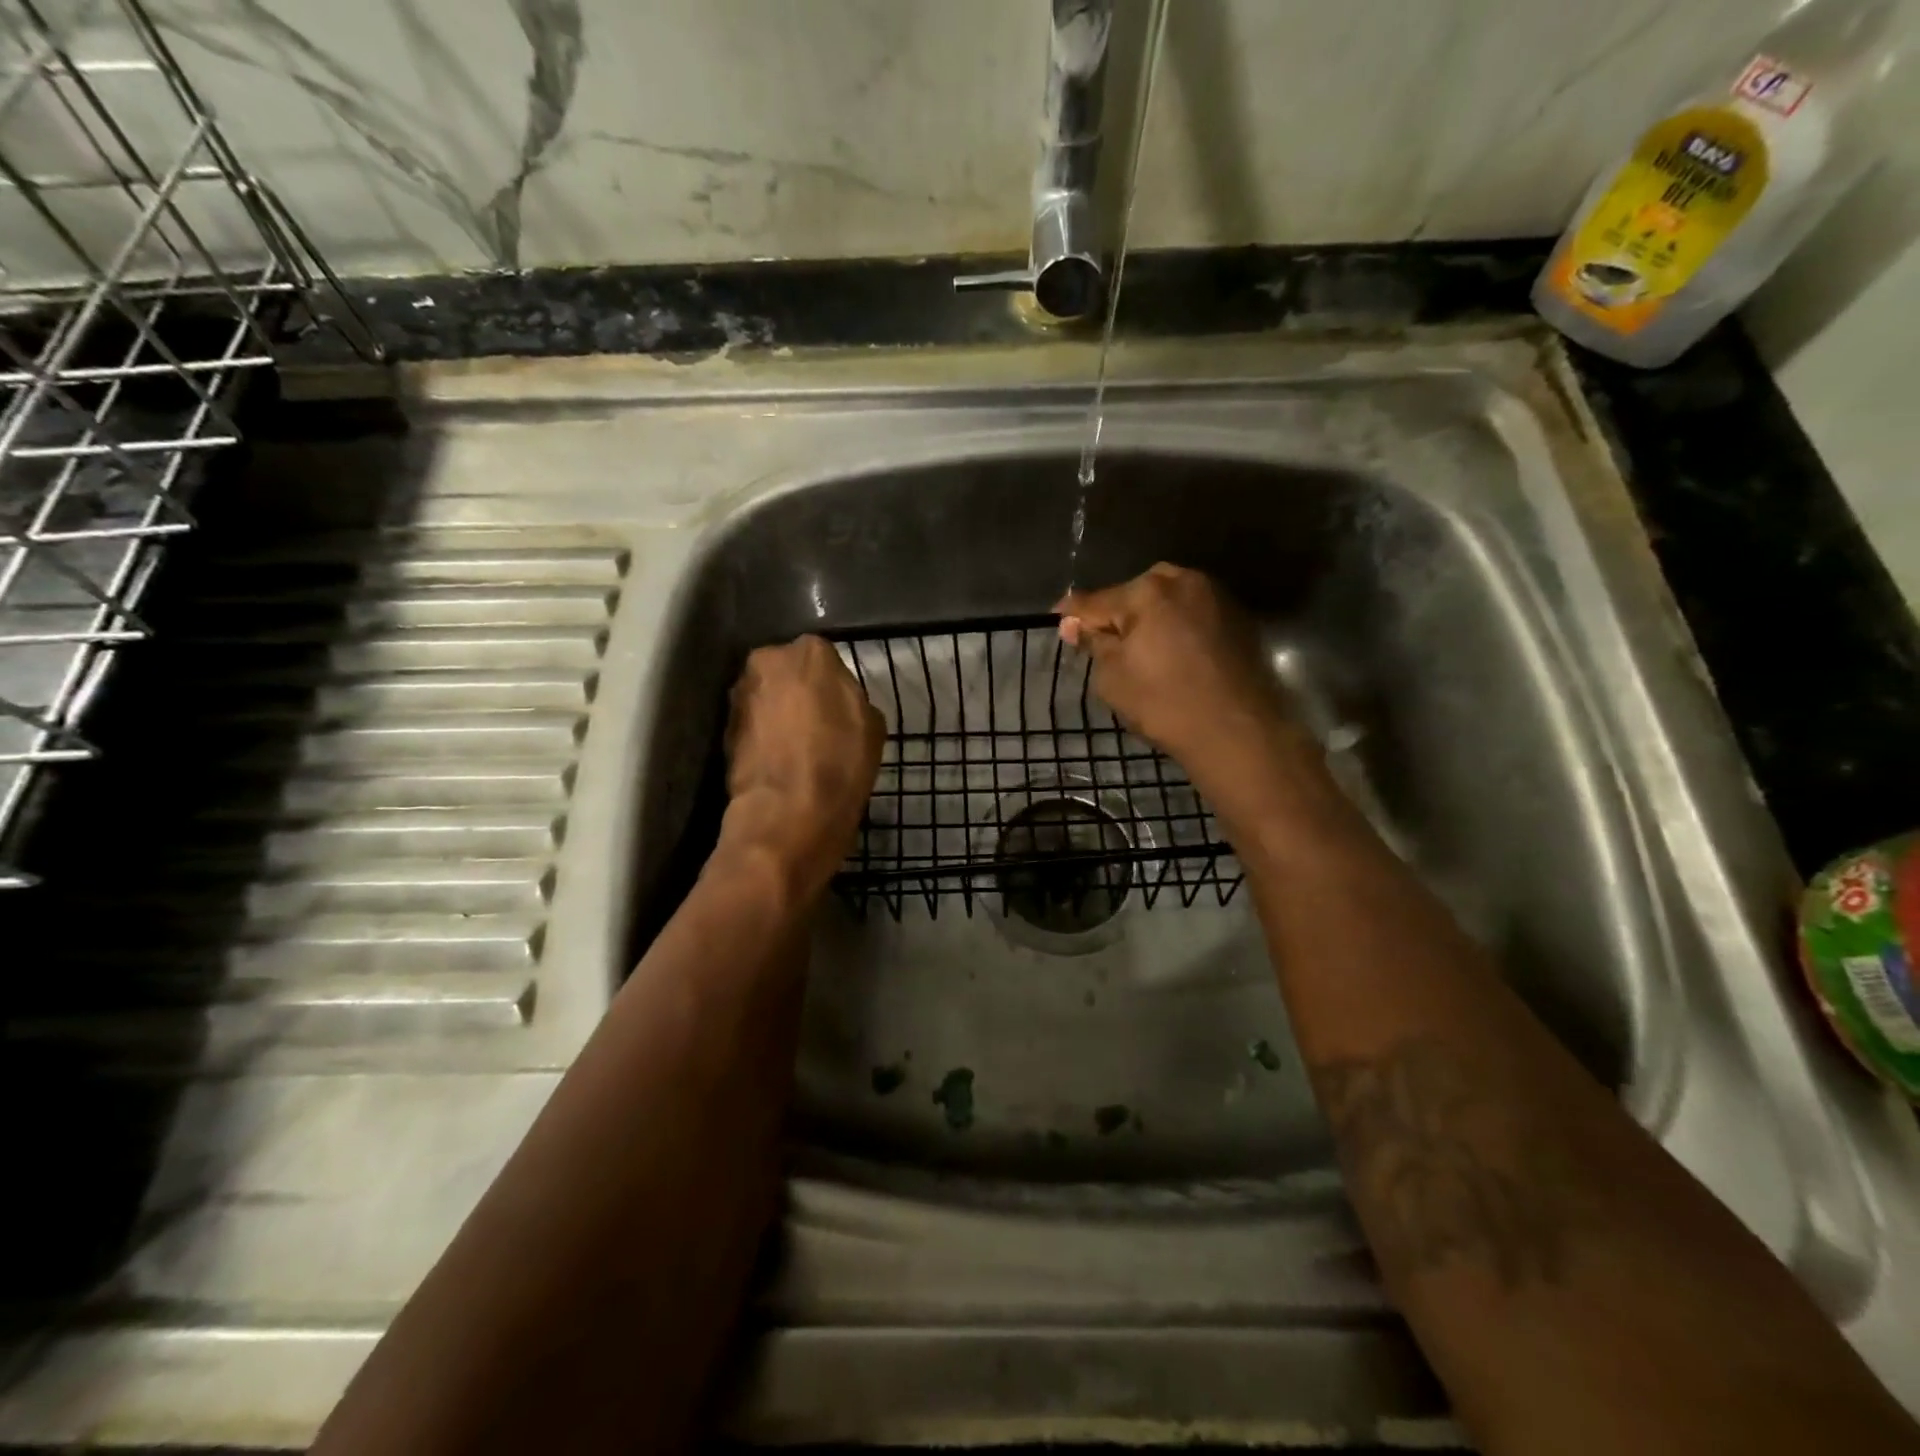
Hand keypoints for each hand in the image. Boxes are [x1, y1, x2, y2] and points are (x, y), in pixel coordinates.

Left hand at [720, 635, 883, 897]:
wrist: (789, 813)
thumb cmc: (841, 763)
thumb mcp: (872, 726)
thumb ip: (852, 698)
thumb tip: (838, 702)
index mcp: (810, 652)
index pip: (824, 659)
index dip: (832, 687)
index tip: (839, 710)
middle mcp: (767, 660)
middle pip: (788, 672)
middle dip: (798, 693)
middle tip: (817, 725)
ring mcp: (739, 694)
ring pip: (766, 697)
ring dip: (777, 714)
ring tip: (796, 747)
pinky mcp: (722, 727)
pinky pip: (751, 724)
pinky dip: (762, 736)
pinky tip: (778, 760)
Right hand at [1056, 564, 1310, 807]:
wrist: (1236, 731)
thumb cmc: (1164, 703)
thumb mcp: (1113, 677)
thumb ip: (1093, 642)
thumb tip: (1073, 623)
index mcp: (1147, 591)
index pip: (1095, 601)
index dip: (1072, 615)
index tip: (1058, 622)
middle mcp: (1183, 581)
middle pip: (1134, 594)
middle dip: (1117, 614)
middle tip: (1105, 644)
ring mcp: (1215, 596)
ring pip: (1167, 602)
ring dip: (1150, 620)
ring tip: (1141, 651)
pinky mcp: (1237, 618)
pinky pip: (1192, 615)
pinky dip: (1177, 629)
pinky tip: (1173, 656)